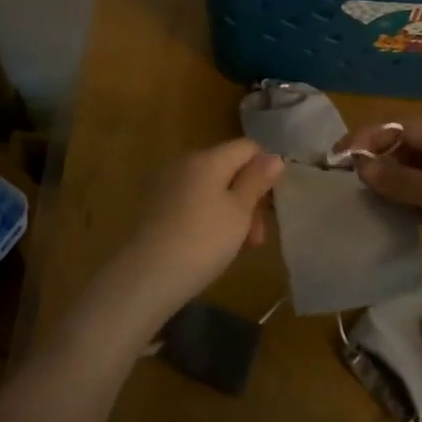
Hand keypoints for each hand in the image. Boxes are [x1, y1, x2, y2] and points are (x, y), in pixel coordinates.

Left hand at [84, 138, 282, 341]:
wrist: (148, 274)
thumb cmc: (203, 240)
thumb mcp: (239, 212)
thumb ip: (256, 181)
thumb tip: (274, 156)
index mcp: (208, 158)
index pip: (247, 147)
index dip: (266, 170)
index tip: (272, 205)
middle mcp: (185, 163)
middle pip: (229, 169)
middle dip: (249, 199)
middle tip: (257, 238)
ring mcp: (167, 185)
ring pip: (211, 189)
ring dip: (231, 212)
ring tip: (238, 247)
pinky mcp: (156, 207)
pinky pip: (193, 203)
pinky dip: (209, 218)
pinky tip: (211, 246)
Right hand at [338, 121, 421, 317]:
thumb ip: (401, 179)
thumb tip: (361, 165)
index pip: (402, 129)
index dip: (368, 138)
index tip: (338, 157)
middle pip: (405, 151)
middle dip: (375, 161)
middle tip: (342, 182)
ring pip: (412, 178)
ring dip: (386, 185)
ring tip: (357, 199)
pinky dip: (402, 206)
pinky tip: (384, 217)